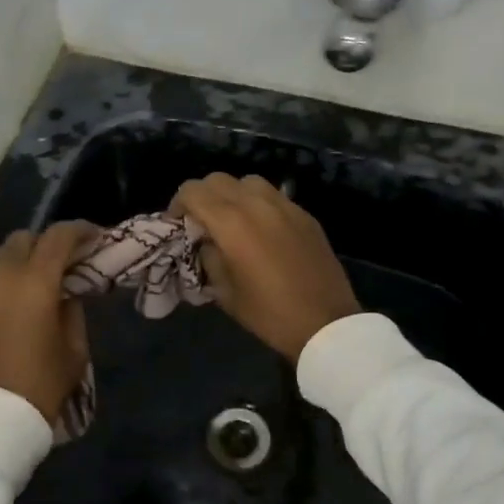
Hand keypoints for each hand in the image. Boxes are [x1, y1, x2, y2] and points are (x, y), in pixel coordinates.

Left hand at [0, 222, 96, 429]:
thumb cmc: (39, 387)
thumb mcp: (73, 351)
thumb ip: (72, 312)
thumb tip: (65, 294)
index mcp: (35, 282)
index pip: (58, 237)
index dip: (80, 230)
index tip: (94, 236)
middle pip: (22, 239)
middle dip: (44, 244)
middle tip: (61, 263)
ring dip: (15, 260)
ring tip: (29, 281)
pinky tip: (6, 307)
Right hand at [170, 174, 359, 361]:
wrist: (326, 323)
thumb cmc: (268, 313)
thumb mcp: (225, 292)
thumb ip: (209, 257)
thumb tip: (205, 241)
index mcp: (231, 223)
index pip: (193, 191)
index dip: (178, 204)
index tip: (177, 224)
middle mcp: (256, 204)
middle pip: (218, 179)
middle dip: (202, 195)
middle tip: (201, 221)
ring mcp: (285, 205)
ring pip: (248, 181)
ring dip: (232, 194)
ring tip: (232, 219)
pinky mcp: (304, 214)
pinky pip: (274, 195)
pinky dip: (258, 203)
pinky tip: (261, 229)